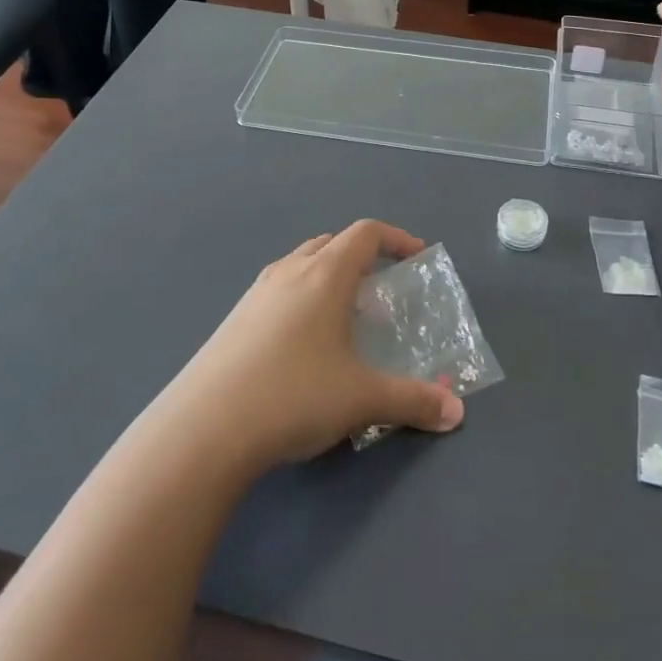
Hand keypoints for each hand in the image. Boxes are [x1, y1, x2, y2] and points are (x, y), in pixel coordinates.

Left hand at [164, 221, 464, 471]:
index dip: (396, 238)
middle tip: (380, 291)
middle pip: (332, 243)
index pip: (366, 233)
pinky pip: (279, 290)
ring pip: (302, 264)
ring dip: (329, 277)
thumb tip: (456, 413)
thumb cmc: (294, 395)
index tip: (416, 256)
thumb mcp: (362, 399)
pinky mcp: (235, 318)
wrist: (204, 427)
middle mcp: (290, 270)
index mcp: (325, 274)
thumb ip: (413, 401)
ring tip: (345, 318)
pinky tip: (303, 345)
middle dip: (361, 257)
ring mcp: (257, 292)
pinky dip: (302, 298)